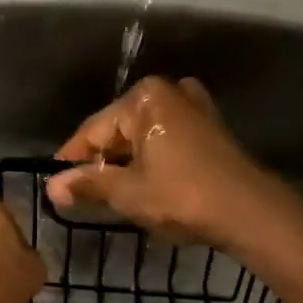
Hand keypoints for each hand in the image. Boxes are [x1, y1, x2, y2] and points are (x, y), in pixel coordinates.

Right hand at [44, 77, 286, 248]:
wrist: (250, 211)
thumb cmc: (182, 195)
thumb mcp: (128, 192)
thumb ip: (88, 184)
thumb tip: (52, 188)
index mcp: (144, 98)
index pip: (93, 130)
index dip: (71, 160)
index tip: (55, 185)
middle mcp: (168, 91)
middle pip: (119, 130)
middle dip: (101, 162)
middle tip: (83, 195)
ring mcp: (194, 107)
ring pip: (143, 136)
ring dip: (126, 163)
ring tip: (112, 194)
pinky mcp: (210, 127)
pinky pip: (166, 139)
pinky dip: (151, 159)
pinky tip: (145, 184)